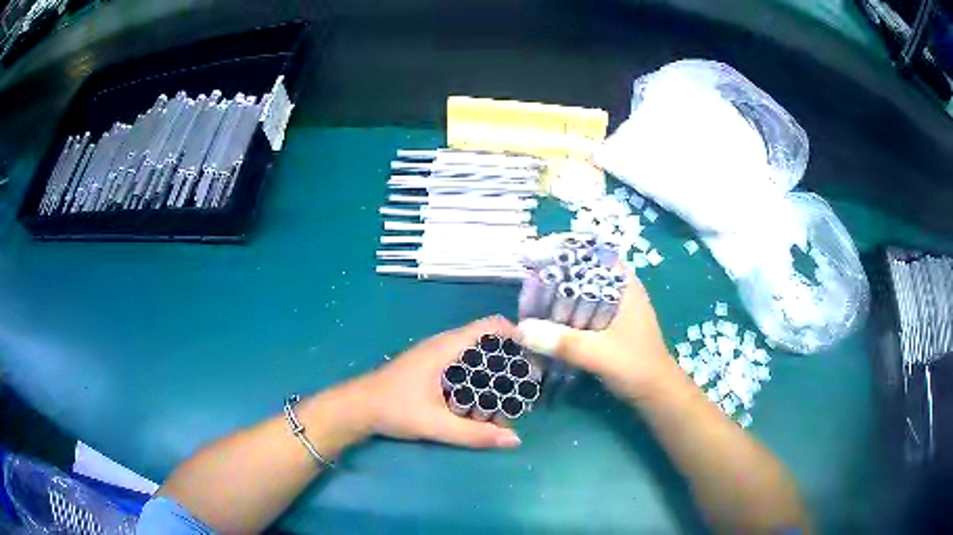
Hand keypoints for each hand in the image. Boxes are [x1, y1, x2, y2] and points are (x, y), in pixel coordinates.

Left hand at [355, 316, 521, 448]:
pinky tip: (484, 398)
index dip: (516, 335)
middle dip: (509, 359)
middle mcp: (444, 344)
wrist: (358, 408)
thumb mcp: (435, 424)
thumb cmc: (393, 409)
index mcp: (446, 347)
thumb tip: (514, 439)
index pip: (490, 326)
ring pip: (475, 354)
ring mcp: (436, 354)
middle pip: (487, 341)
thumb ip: (474, 434)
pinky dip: (479, 375)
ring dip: (494, 369)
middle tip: (527, 383)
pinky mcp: (430, 366)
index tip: (534, 357)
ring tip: (511, 394)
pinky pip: (463, 363)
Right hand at [517, 270, 680, 402]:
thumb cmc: (637, 367)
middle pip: (580, 276)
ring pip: (577, 297)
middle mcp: (617, 292)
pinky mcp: (604, 329)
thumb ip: (563, 342)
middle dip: (553, 281)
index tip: (535, 258)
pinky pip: (577, 316)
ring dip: (555, 302)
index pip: (591, 255)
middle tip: (525, 289)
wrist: (655, 395)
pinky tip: (542, 325)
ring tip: (527, 306)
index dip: (563, 254)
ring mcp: (611, 311)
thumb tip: (520, 330)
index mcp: (624, 286)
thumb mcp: (600, 354)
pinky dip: (561, 319)